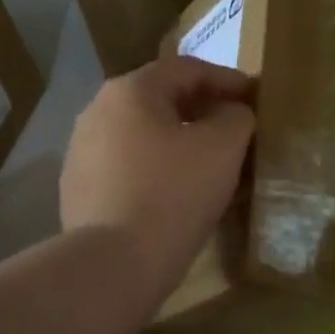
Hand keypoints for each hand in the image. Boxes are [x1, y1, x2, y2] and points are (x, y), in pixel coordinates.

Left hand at [61, 56, 255, 299]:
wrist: (113, 264)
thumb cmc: (173, 195)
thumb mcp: (222, 148)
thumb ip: (236, 116)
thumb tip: (231, 113)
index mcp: (129, 90)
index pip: (187, 69)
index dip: (228, 80)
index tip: (256, 98)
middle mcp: (97, 111)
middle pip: (160, 100)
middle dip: (201, 110)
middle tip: (234, 130)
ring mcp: (81, 151)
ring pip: (142, 135)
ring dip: (176, 141)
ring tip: (207, 163)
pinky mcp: (78, 189)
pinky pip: (126, 167)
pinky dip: (154, 169)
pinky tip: (173, 193)